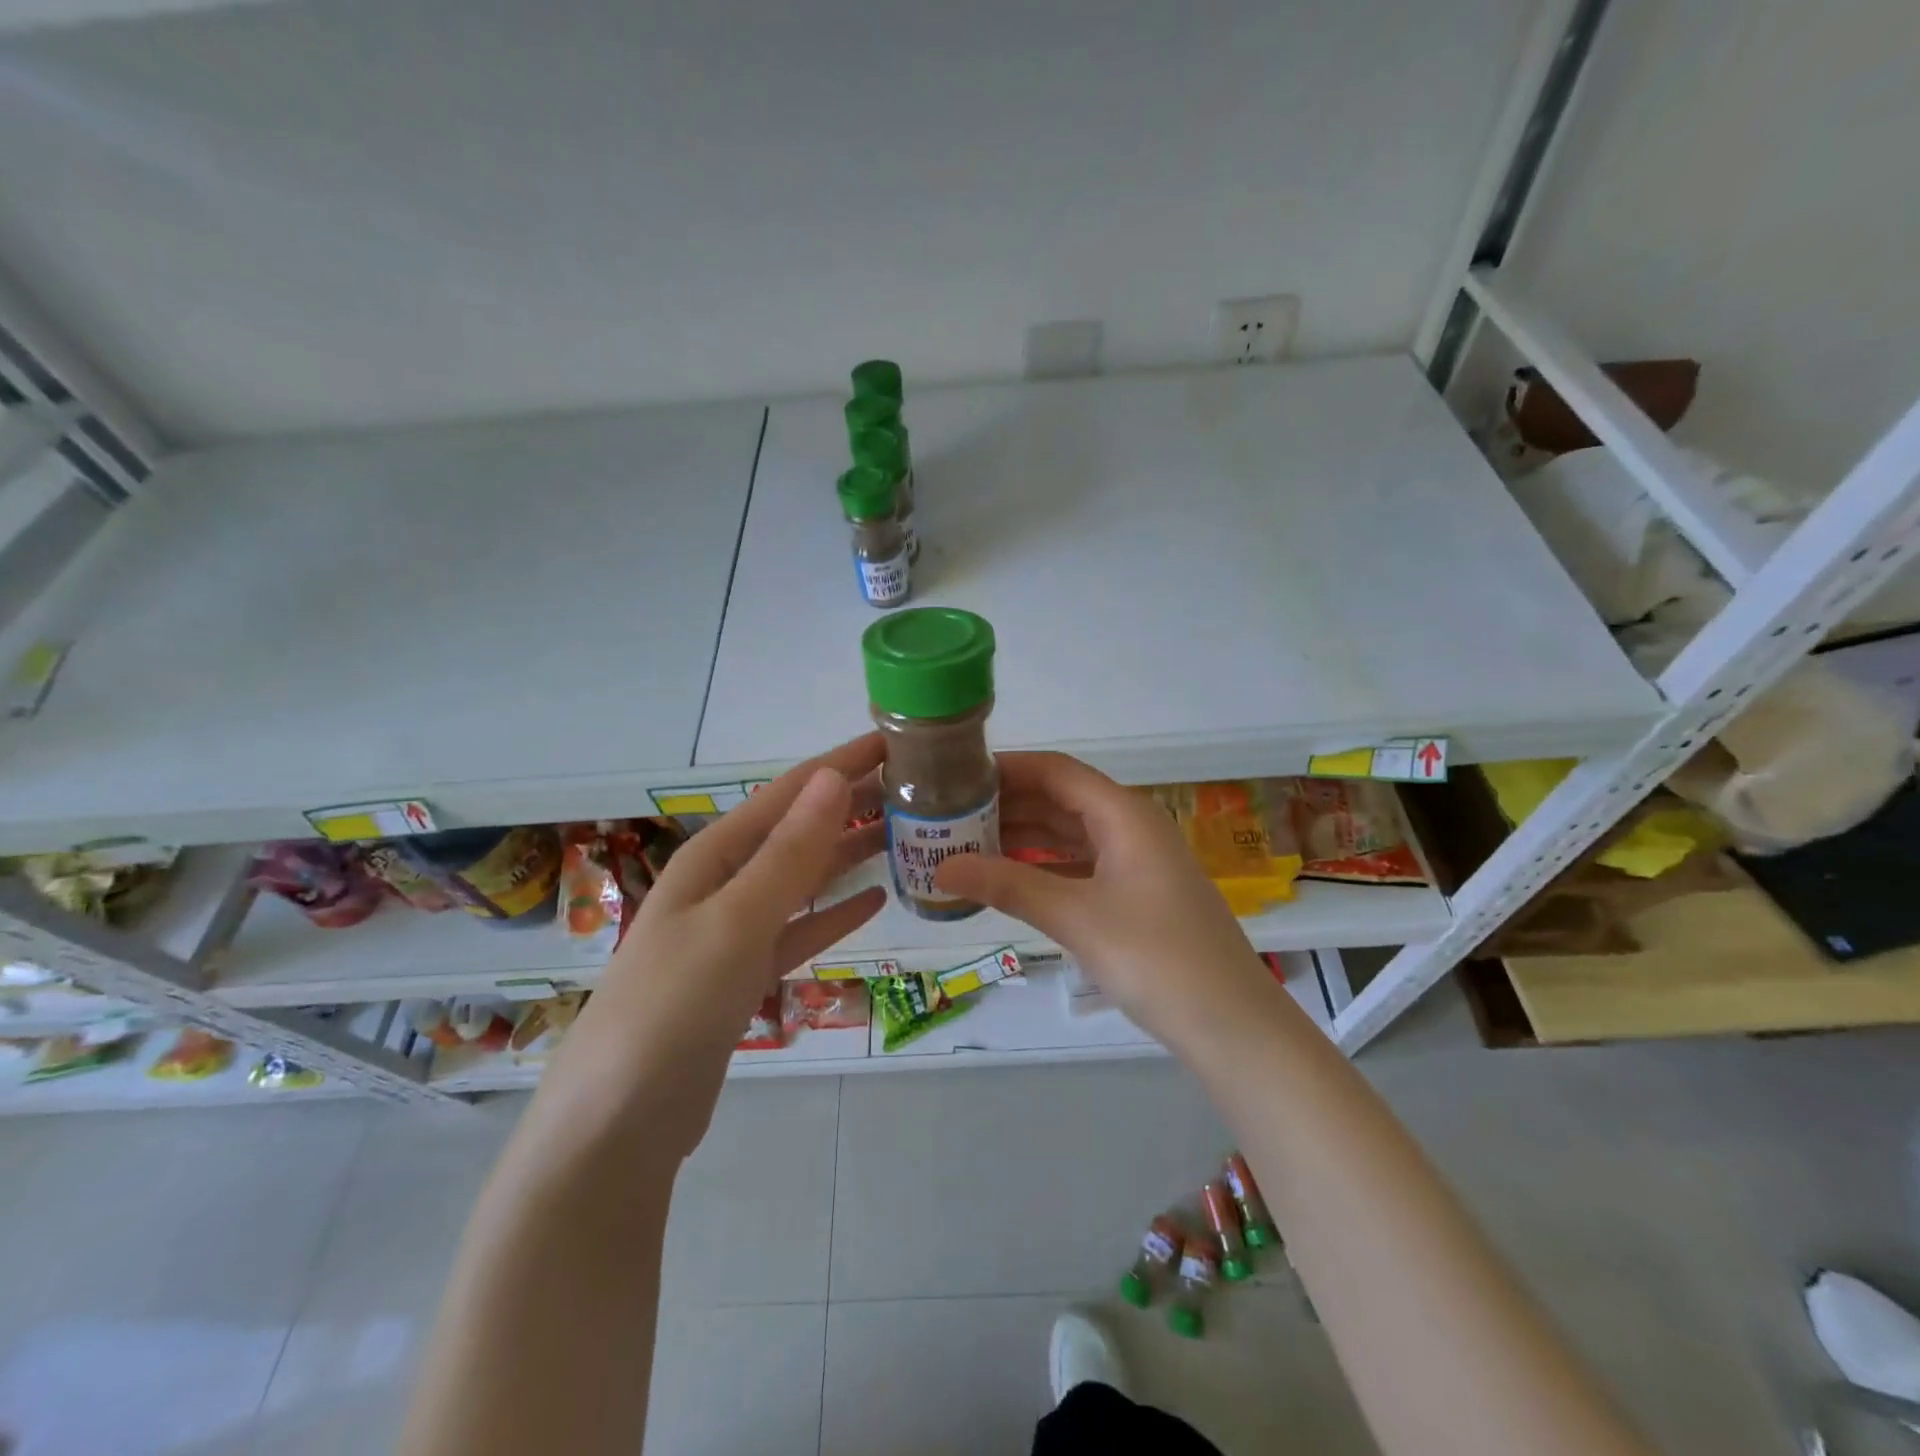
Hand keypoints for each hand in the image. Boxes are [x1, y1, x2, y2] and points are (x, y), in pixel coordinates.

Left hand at [537, 734, 887, 1153]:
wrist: (620, 1122)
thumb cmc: (674, 1006)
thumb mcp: (736, 920)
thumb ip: (789, 852)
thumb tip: (834, 778)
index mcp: (716, 856)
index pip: (790, 793)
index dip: (841, 764)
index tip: (894, 743)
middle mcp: (725, 883)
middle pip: (799, 830)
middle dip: (851, 805)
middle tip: (915, 790)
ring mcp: (735, 930)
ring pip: (804, 877)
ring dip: (849, 853)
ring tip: (904, 836)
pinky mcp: (746, 974)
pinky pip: (802, 928)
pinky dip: (836, 912)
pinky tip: (875, 899)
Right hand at [935, 752, 1276, 1049]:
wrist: (1231, 1025)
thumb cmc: (1156, 957)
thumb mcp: (1076, 917)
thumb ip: (1008, 887)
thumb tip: (940, 868)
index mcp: (1124, 814)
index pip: (1056, 771)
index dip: (1008, 768)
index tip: (958, 774)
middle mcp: (1131, 827)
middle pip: (1061, 800)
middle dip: (1008, 804)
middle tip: (950, 814)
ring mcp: (1136, 863)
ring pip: (1070, 835)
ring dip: (1023, 837)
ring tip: (967, 844)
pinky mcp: (1136, 896)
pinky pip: (1081, 866)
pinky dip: (1044, 867)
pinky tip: (1008, 880)